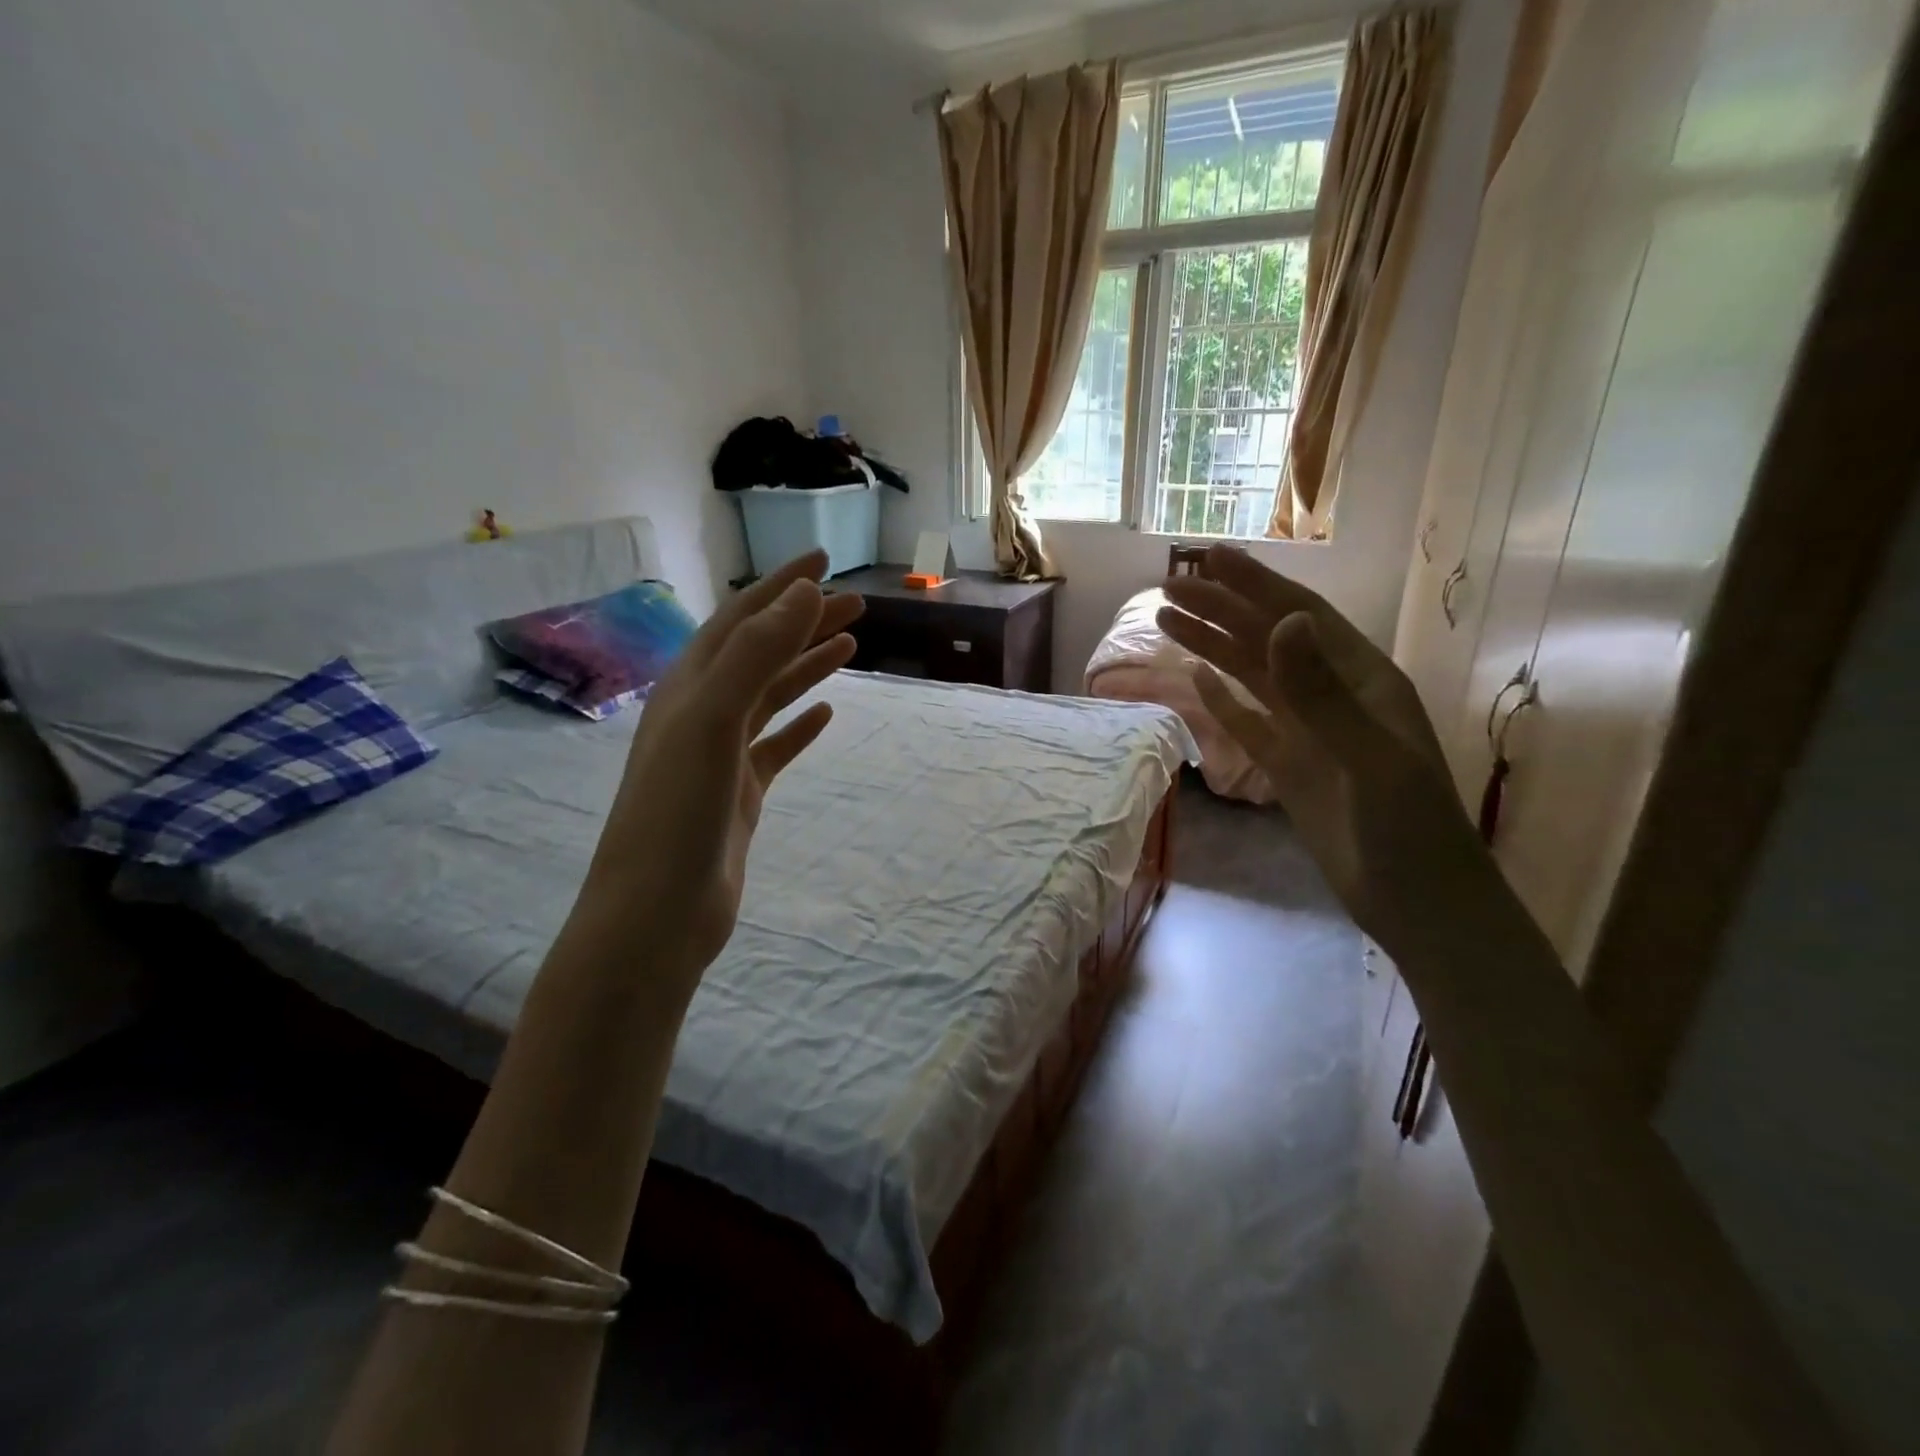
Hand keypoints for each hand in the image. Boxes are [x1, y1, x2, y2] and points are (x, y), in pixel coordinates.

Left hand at [580, 550, 861, 984]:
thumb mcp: (713, 722)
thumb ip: (755, 655)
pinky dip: (801, 726)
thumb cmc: (677, 813)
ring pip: (771, 696)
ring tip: (851, 646)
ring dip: (808, 667)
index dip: (781, 587)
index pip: (741, 620)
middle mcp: (702, 712)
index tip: (824, 561)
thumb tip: (802, 593)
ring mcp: (720, 755)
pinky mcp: (738, 793)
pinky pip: (775, 746)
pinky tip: (827, 716)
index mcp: (689, 687)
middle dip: (805, 623)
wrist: (657, 913)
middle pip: (761, 652)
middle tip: (857, 604)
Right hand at [1157, 545, 1484, 952]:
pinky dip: (1221, 699)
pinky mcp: (1290, 766)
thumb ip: (1321, 692)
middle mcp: (1332, 694)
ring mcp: (1309, 731)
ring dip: (1212, 646)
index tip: (1209, 557)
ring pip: (1252, 676)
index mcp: (1361, 679)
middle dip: (1220, 609)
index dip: (1254, 584)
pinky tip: (1195, 680)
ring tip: (1166, 622)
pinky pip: (1249, 722)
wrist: (1417, 901)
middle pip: (1267, 639)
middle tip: (1167, 587)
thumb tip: (1281, 623)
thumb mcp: (1369, 756)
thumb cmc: (1408, 828)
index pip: (1299, 616)